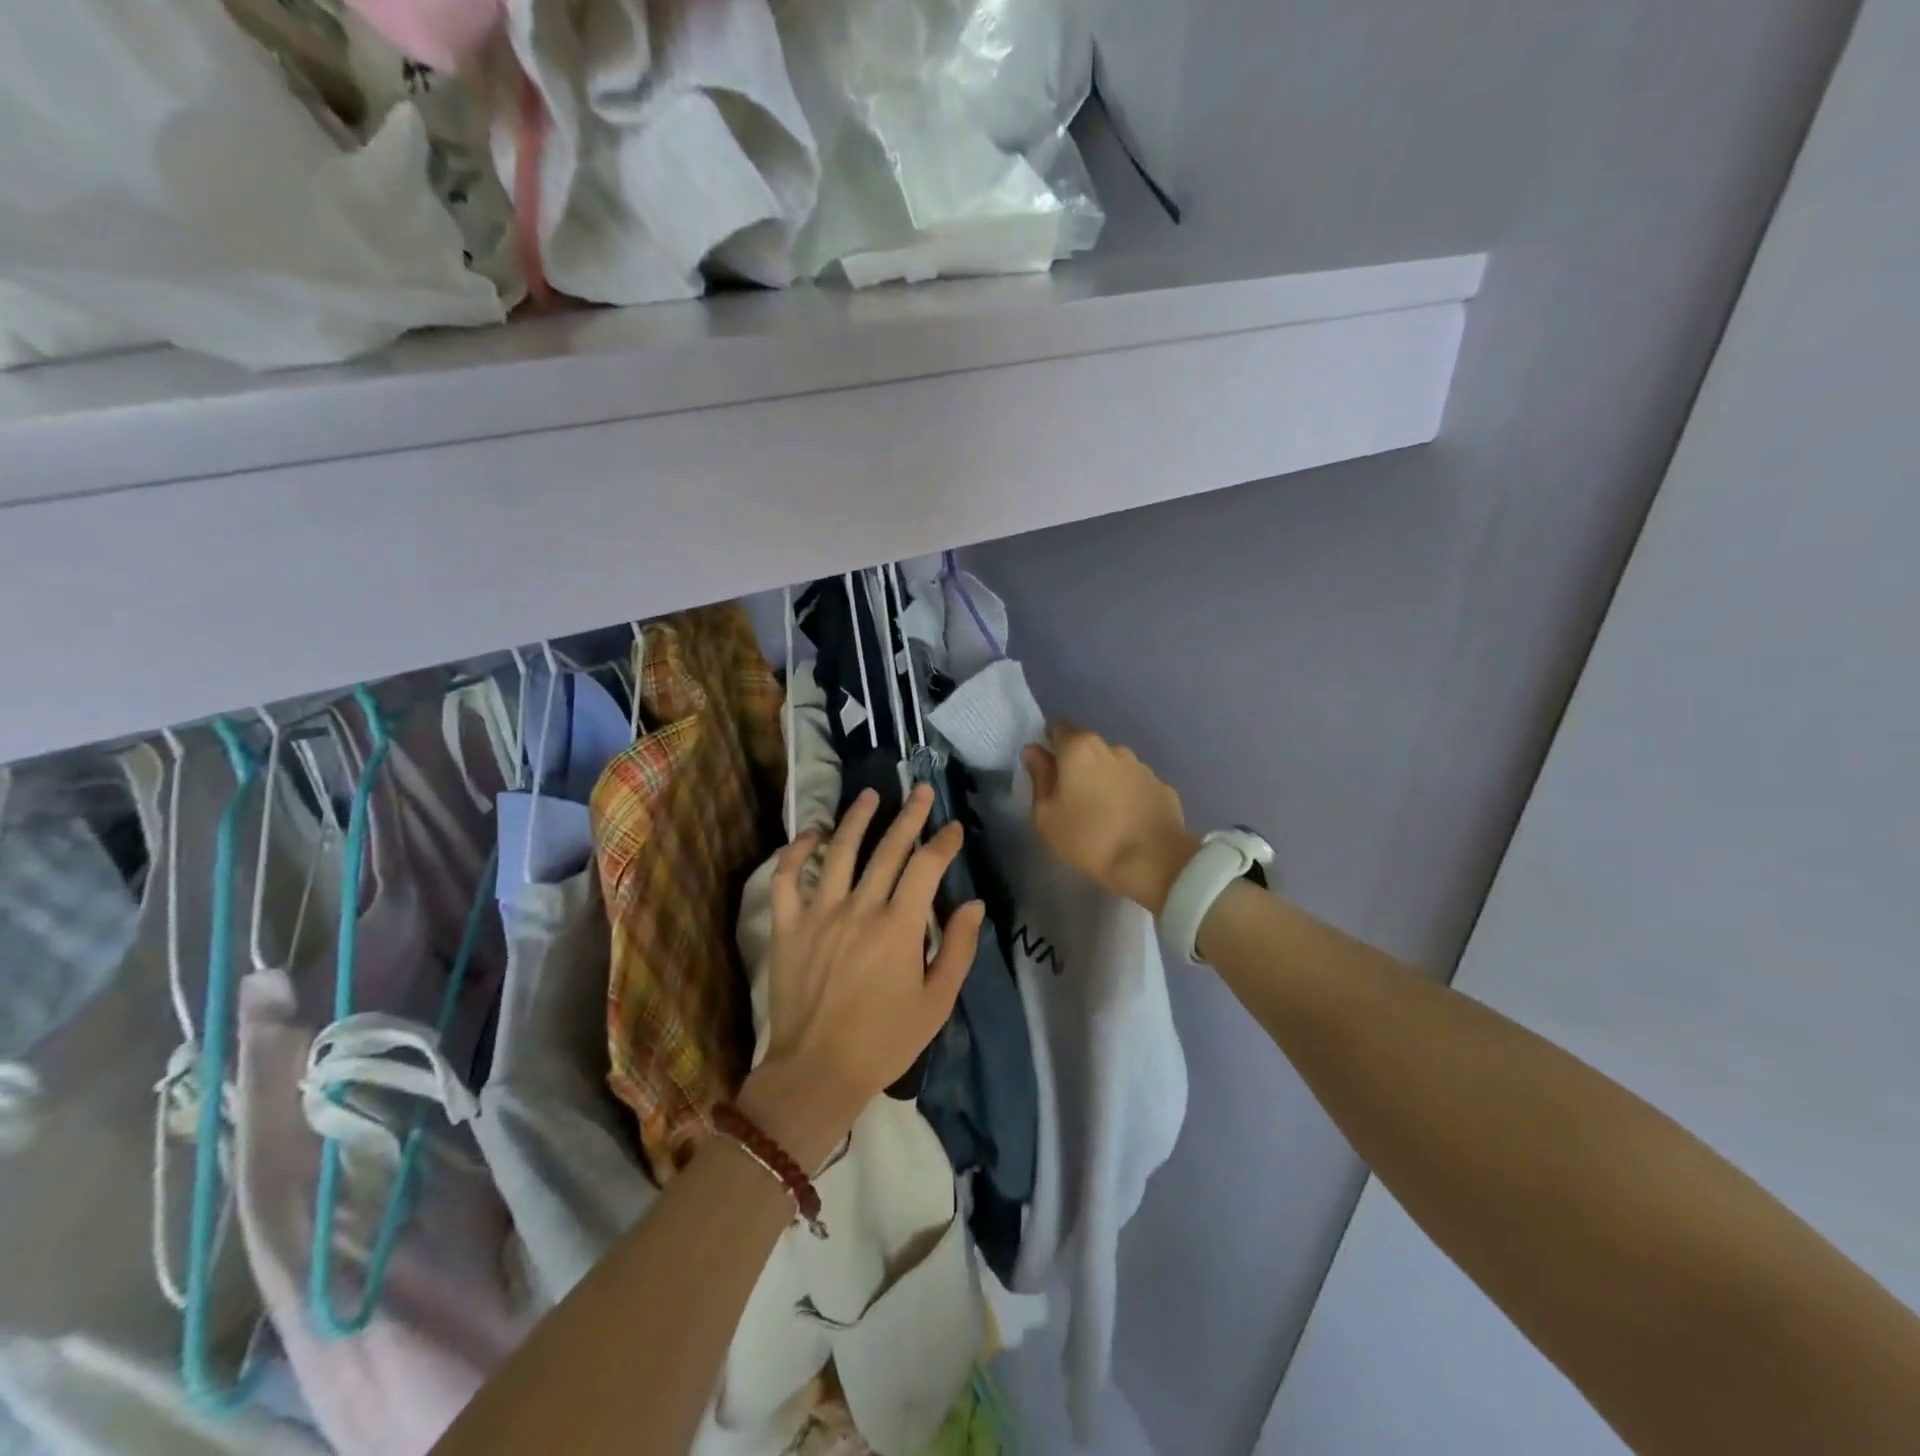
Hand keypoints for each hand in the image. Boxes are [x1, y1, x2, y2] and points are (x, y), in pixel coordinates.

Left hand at [738, 784, 984, 1169]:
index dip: (943, 842)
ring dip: (856, 818)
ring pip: (838, 850)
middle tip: (919, 790)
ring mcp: (819, 914)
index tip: (953, 828)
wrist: (817, 1072)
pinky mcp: (788, 926)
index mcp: (899, 927)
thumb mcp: (937, 1002)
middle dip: (908, 815)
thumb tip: (973, 903)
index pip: (926, 866)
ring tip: (870, 795)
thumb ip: (959, 949)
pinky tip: (811, 835)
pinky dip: (796, 852)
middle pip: (888, 848)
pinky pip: (786, 878)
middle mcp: (860, 908)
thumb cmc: (885, 1041)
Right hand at [1024, 721, 1199, 914]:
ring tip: (1101, 812)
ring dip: (1104, 780)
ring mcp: (1142, 766)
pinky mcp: (1163, 787)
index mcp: (1080, 748)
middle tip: (1070, 797)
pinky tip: (1126, 821)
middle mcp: (1112, 748)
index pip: (1058, 727)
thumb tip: (1035, 751)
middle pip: (1087, 747)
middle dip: (1077, 764)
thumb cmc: (1089, 837)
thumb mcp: (1046, 815)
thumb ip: (1039, 777)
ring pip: (1114, 766)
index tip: (1045, 769)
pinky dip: (1128, 796)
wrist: (1153, 861)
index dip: (1049, 743)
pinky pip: (1136, 785)